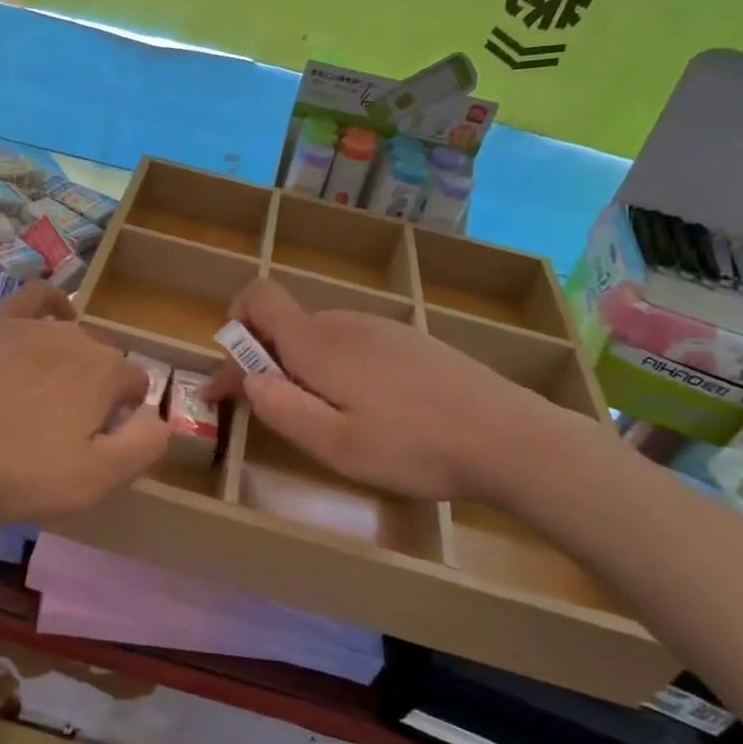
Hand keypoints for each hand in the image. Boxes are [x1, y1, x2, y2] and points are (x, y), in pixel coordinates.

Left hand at [0, 283, 167, 540]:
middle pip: (103, 360)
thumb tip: (159, 417)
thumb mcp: (98, 480)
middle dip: (98, 390)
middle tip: (64, 433)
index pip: (135, 385)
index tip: (96, 445)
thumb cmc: (17, 475)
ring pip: (72, 336)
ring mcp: (31, 326)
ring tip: (45, 400)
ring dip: (72, 363)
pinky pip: (35, 299)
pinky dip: (52, 306)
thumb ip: (145, 444)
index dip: (123, 416)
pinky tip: (53, 319)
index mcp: (106, 372)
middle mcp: (76, 338)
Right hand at [205, 278, 580, 506]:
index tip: (231, 378)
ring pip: (320, 336)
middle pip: (285, 323)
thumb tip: (247, 379)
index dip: (233, 326)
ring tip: (324, 417)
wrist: (511, 438)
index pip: (258, 296)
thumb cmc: (414, 447)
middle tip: (273, 412)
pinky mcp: (410, 341)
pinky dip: (337, 367)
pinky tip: (368, 408)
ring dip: (301, 367)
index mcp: (318, 343)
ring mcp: (382, 328)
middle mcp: (345, 322)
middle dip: (263, 361)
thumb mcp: (336, 444)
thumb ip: (281, 408)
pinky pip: (353, 343)